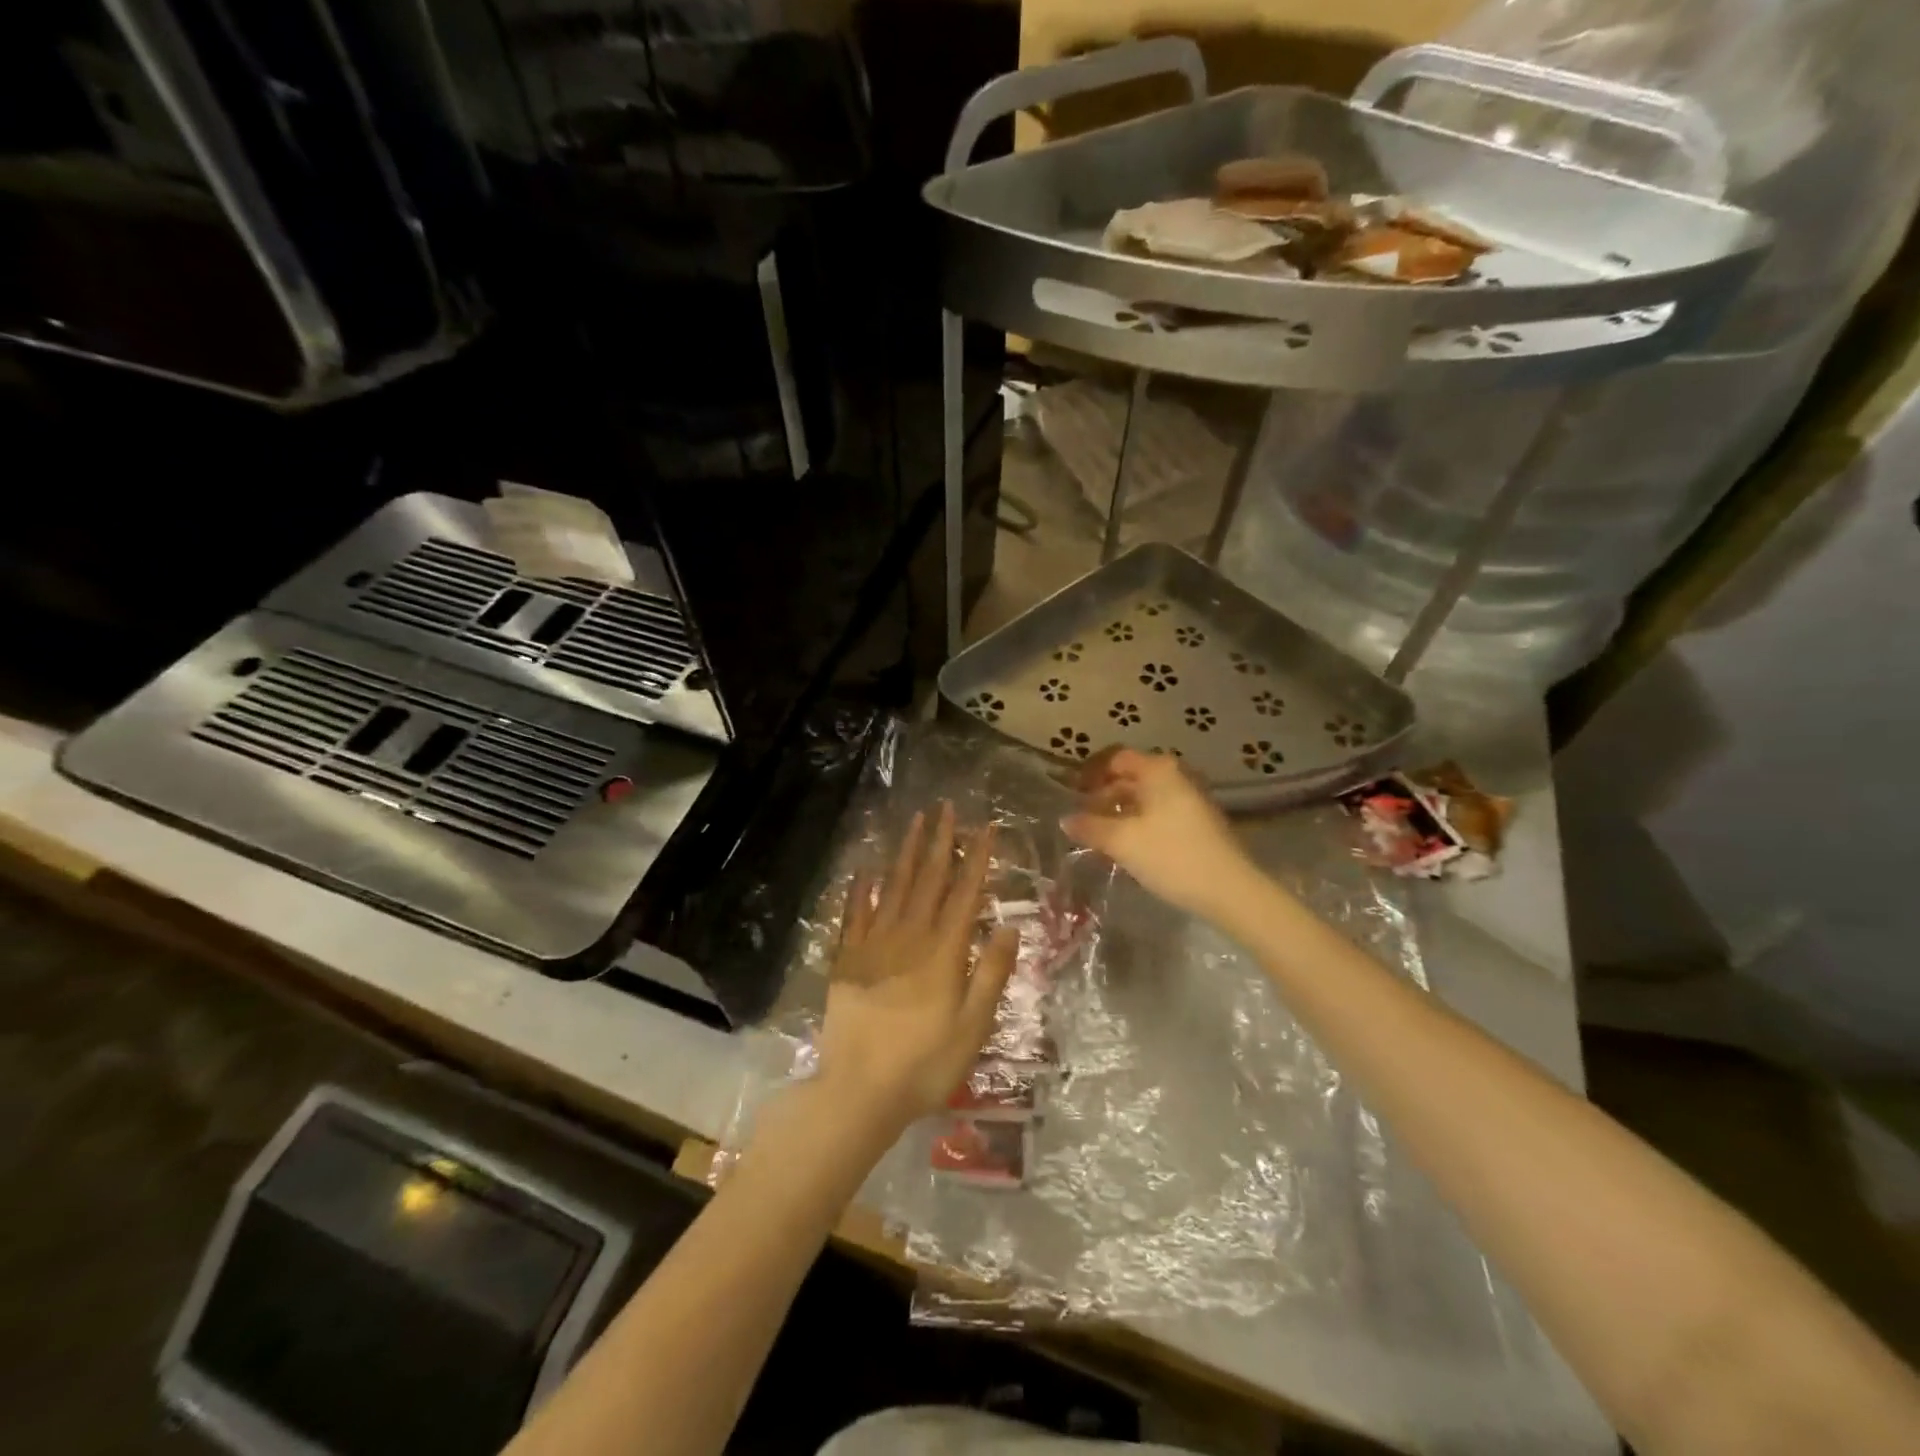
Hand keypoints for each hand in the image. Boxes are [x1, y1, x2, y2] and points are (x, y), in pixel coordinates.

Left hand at [814, 803, 1018, 1136]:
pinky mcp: (848, 960)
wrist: (860, 1092)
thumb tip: (1009, 924)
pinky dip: (860, 890)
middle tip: (945, 808)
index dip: (976, 858)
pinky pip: (855, 915)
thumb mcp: (973, 1027)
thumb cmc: (925, 1065)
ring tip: (914, 822)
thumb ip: (991, 973)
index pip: (965, 894)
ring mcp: (874, 946)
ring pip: (894, 888)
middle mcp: (909, 938)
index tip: (985, 827)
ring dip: (905, 854)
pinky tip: (864, 870)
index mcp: (943, 953)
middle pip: (928, 880)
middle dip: (939, 842)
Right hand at [1063, 747, 1255, 921]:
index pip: (1115, 759)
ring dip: (1121, 811)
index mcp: (1158, 770)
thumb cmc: (1171, 856)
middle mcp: (1176, 775)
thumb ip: (1090, 827)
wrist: (1229, 890)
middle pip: (1131, 777)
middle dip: (1104, 795)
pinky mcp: (1200, 821)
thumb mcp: (1122, 842)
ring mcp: (1192, 798)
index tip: (1071, 795)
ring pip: (1146, 797)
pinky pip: (1160, 812)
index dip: (1090, 774)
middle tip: (1082, 818)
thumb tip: (1066, 819)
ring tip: (1100, 835)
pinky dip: (1140, 822)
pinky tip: (1128, 846)